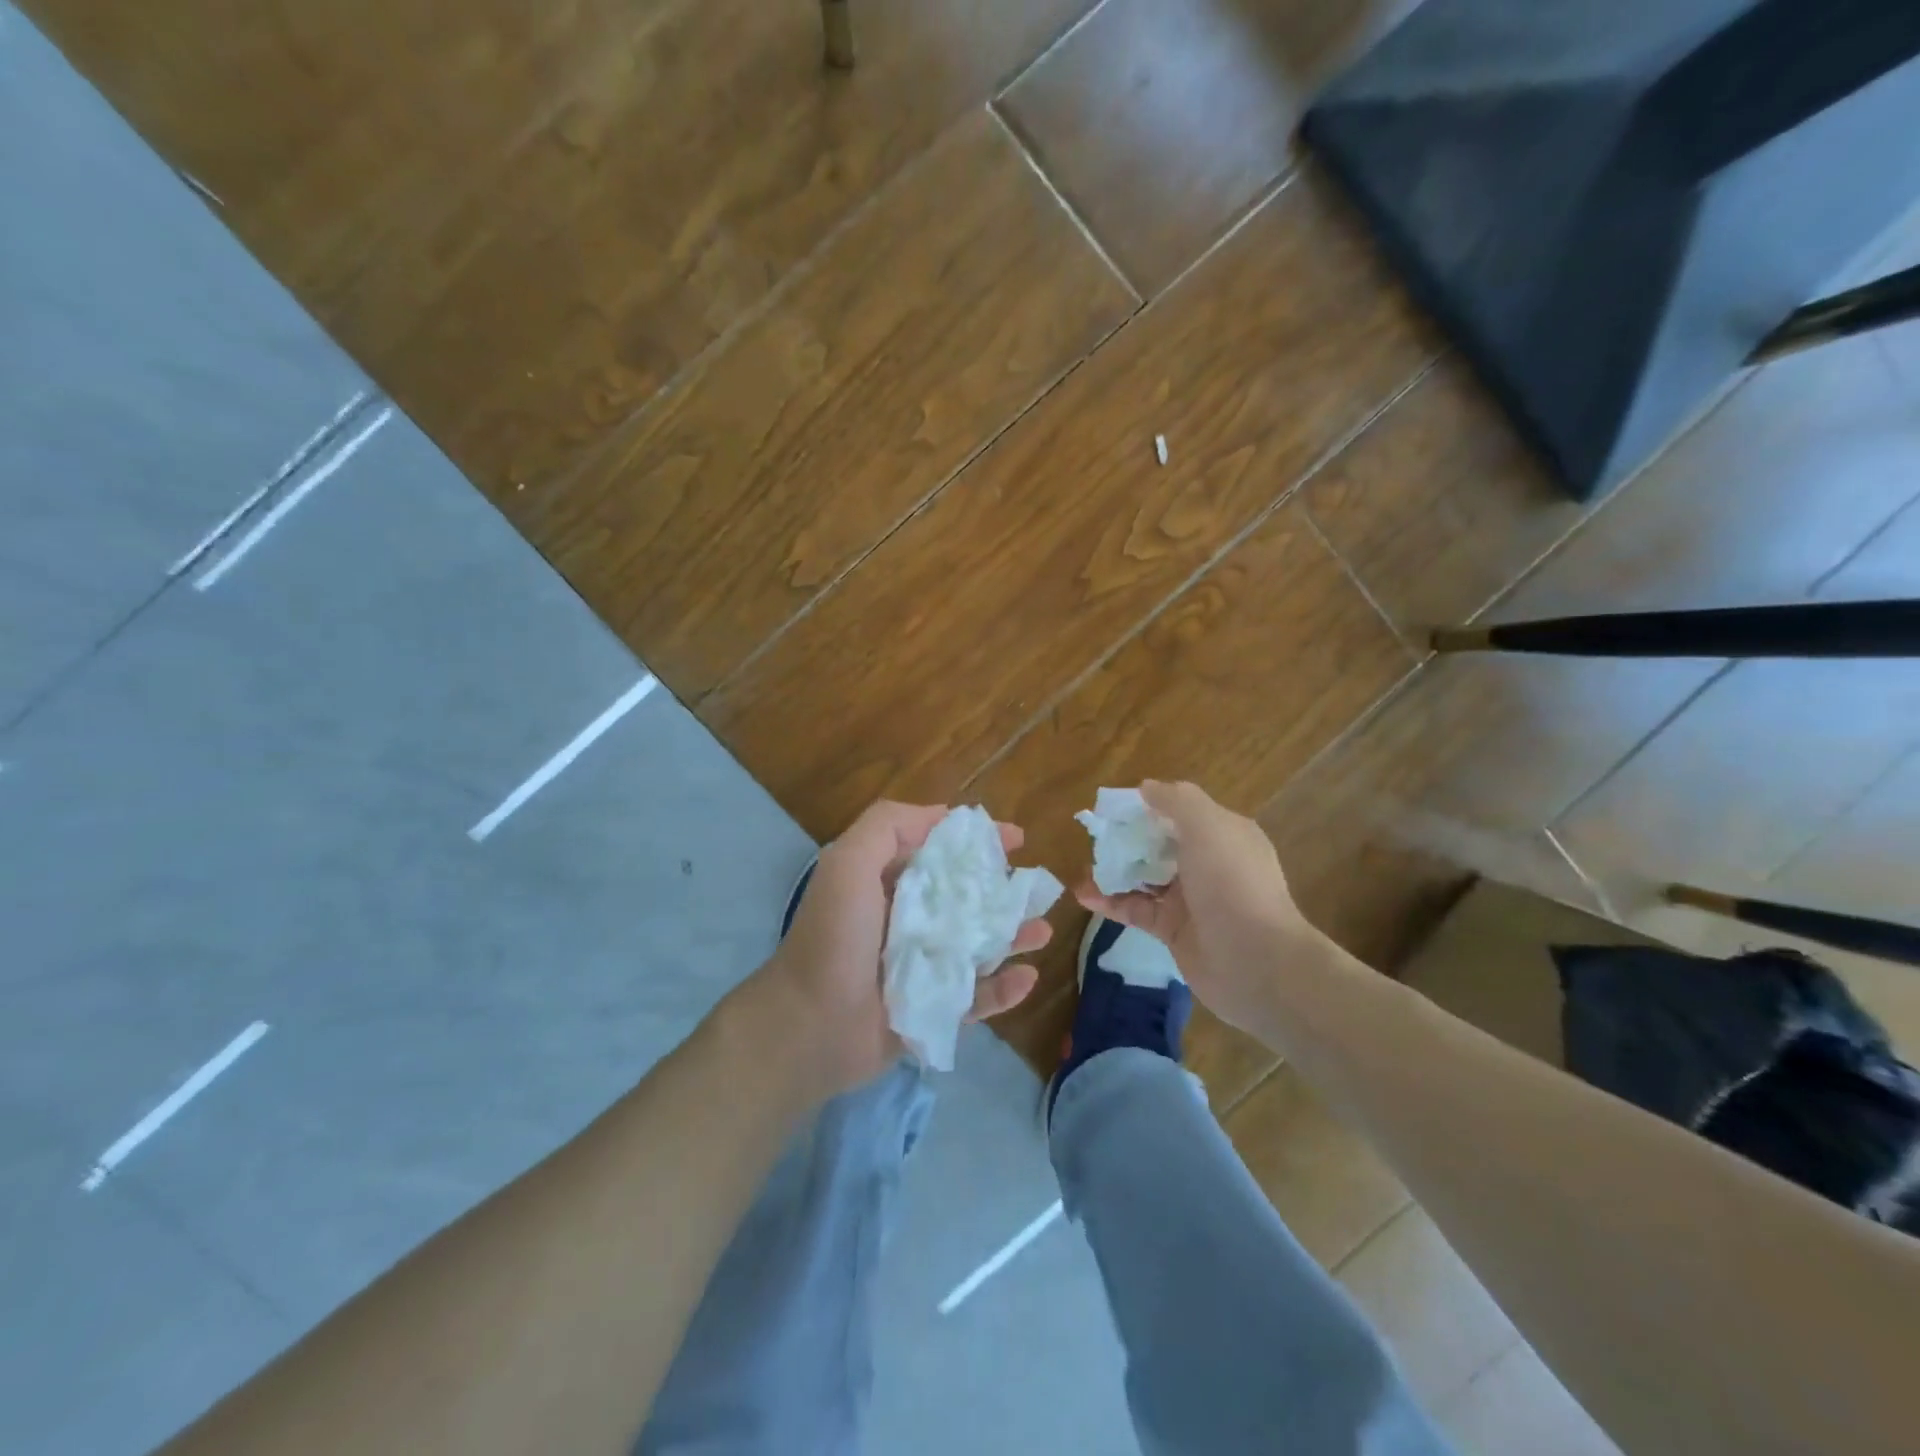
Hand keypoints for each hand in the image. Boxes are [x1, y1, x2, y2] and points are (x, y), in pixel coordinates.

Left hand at [753, 800, 1048, 1100]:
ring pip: (978, 947)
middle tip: (1037, 889)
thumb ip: (888, 825)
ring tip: (1043, 930)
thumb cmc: (835, 937)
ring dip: (1012, 937)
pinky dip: (1003, 989)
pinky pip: (976, 997)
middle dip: (1004, 891)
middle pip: (966, 899)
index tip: (1015, 838)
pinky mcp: (931, 1010)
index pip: (940, 852)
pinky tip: (1027, 977)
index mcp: (887, 883)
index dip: (977, 842)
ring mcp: (921, 967)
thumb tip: (944, 815)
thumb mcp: (849, 862)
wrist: (810, 1027)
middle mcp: (907, 921)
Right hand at [1075, 780, 1320, 1032]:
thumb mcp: (1209, 827)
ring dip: (1114, 871)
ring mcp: (1190, 899)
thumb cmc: (1233, 884)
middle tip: (1093, 838)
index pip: (1180, 810)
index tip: (1112, 807)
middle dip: (1126, 839)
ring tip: (1082, 868)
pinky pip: (1136, 909)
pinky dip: (1110, 902)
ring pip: (1144, 877)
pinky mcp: (1172, 930)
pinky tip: (1084, 895)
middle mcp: (1207, 863)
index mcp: (1222, 834)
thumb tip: (1145, 787)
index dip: (1147, 806)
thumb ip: (1176, 801)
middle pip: (1158, 843)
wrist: (1257, 963)